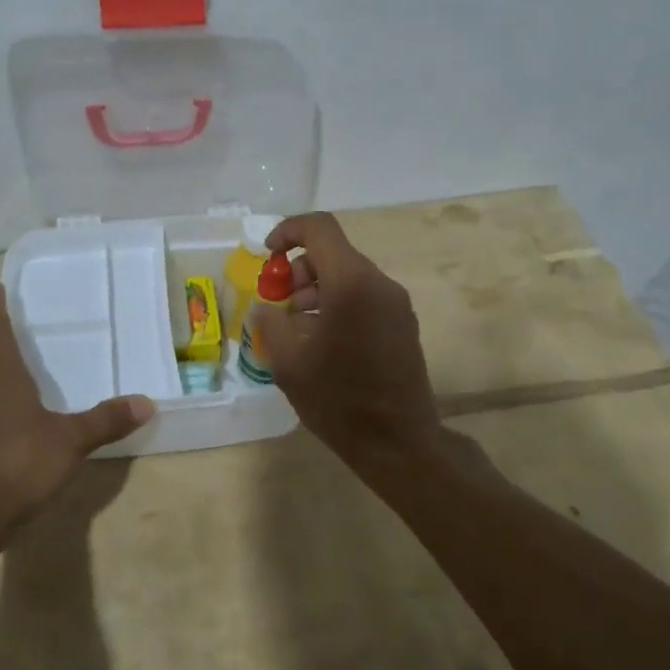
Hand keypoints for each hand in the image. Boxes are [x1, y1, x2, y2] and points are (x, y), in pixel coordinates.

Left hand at [0, 283, 154, 532]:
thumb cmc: (18, 463)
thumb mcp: (70, 441)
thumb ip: (106, 421)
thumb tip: (147, 402)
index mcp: (4, 380)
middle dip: (2, 348)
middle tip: (19, 335)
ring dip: (3, 383)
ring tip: (25, 380)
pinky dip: (5, 415)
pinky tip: (23, 429)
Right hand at [254, 213, 441, 464]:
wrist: (398, 442)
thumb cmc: (338, 399)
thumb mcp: (288, 361)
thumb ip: (271, 321)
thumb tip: (266, 306)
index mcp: (350, 283)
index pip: (320, 228)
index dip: (288, 232)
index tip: (268, 256)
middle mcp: (379, 283)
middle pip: (333, 253)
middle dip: (300, 271)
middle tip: (280, 306)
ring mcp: (396, 303)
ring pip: (349, 276)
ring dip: (317, 290)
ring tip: (299, 331)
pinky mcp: (403, 322)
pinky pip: (364, 296)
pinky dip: (338, 304)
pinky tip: (324, 342)